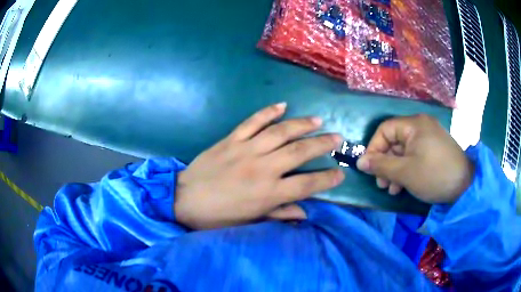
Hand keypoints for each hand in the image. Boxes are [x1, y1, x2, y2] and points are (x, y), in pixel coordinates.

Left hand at [175, 103, 344, 229]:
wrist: (184, 199)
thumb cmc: (217, 216)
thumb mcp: (249, 222)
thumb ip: (278, 215)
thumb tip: (304, 213)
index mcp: (268, 193)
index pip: (307, 184)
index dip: (327, 179)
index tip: (340, 173)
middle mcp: (262, 168)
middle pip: (299, 152)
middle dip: (322, 144)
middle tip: (338, 138)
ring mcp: (246, 150)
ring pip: (280, 132)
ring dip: (302, 125)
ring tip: (318, 121)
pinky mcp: (231, 139)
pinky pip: (252, 122)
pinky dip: (267, 112)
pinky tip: (282, 105)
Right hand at [356, 114, 473, 203]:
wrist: (464, 185)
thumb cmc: (434, 175)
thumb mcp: (405, 172)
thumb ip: (381, 165)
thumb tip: (360, 162)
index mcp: (414, 125)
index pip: (385, 130)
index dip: (373, 148)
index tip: (369, 168)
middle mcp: (421, 126)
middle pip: (394, 141)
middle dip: (385, 163)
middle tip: (381, 184)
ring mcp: (428, 137)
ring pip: (403, 151)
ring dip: (394, 169)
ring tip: (391, 189)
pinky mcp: (433, 149)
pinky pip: (414, 156)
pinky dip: (406, 169)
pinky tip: (403, 185)